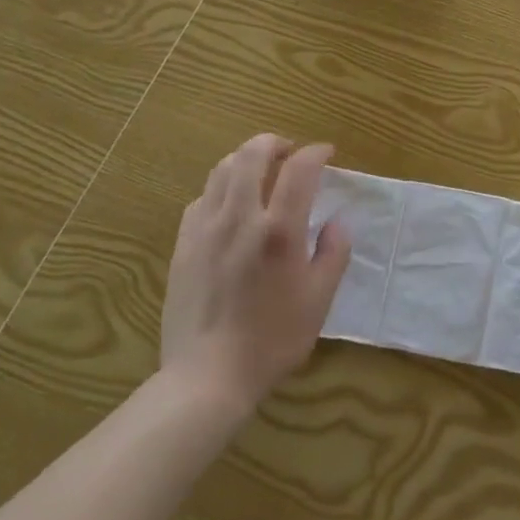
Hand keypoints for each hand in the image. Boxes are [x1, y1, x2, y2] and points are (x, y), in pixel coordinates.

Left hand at [160, 135, 350, 409]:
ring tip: (260, 171)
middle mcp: (240, 217)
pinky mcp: (183, 245)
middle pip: (252, 154)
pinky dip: (221, 188)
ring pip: (221, 169)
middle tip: (290, 151)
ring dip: (245, 159)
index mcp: (279, 229)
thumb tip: (337, 222)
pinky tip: (230, 206)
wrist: (207, 377)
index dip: (316, 152)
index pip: (300, 168)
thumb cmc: (272, 340)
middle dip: (274, 142)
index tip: (327, 153)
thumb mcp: (319, 300)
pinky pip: (201, 198)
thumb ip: (333, 253)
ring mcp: (205, 229)